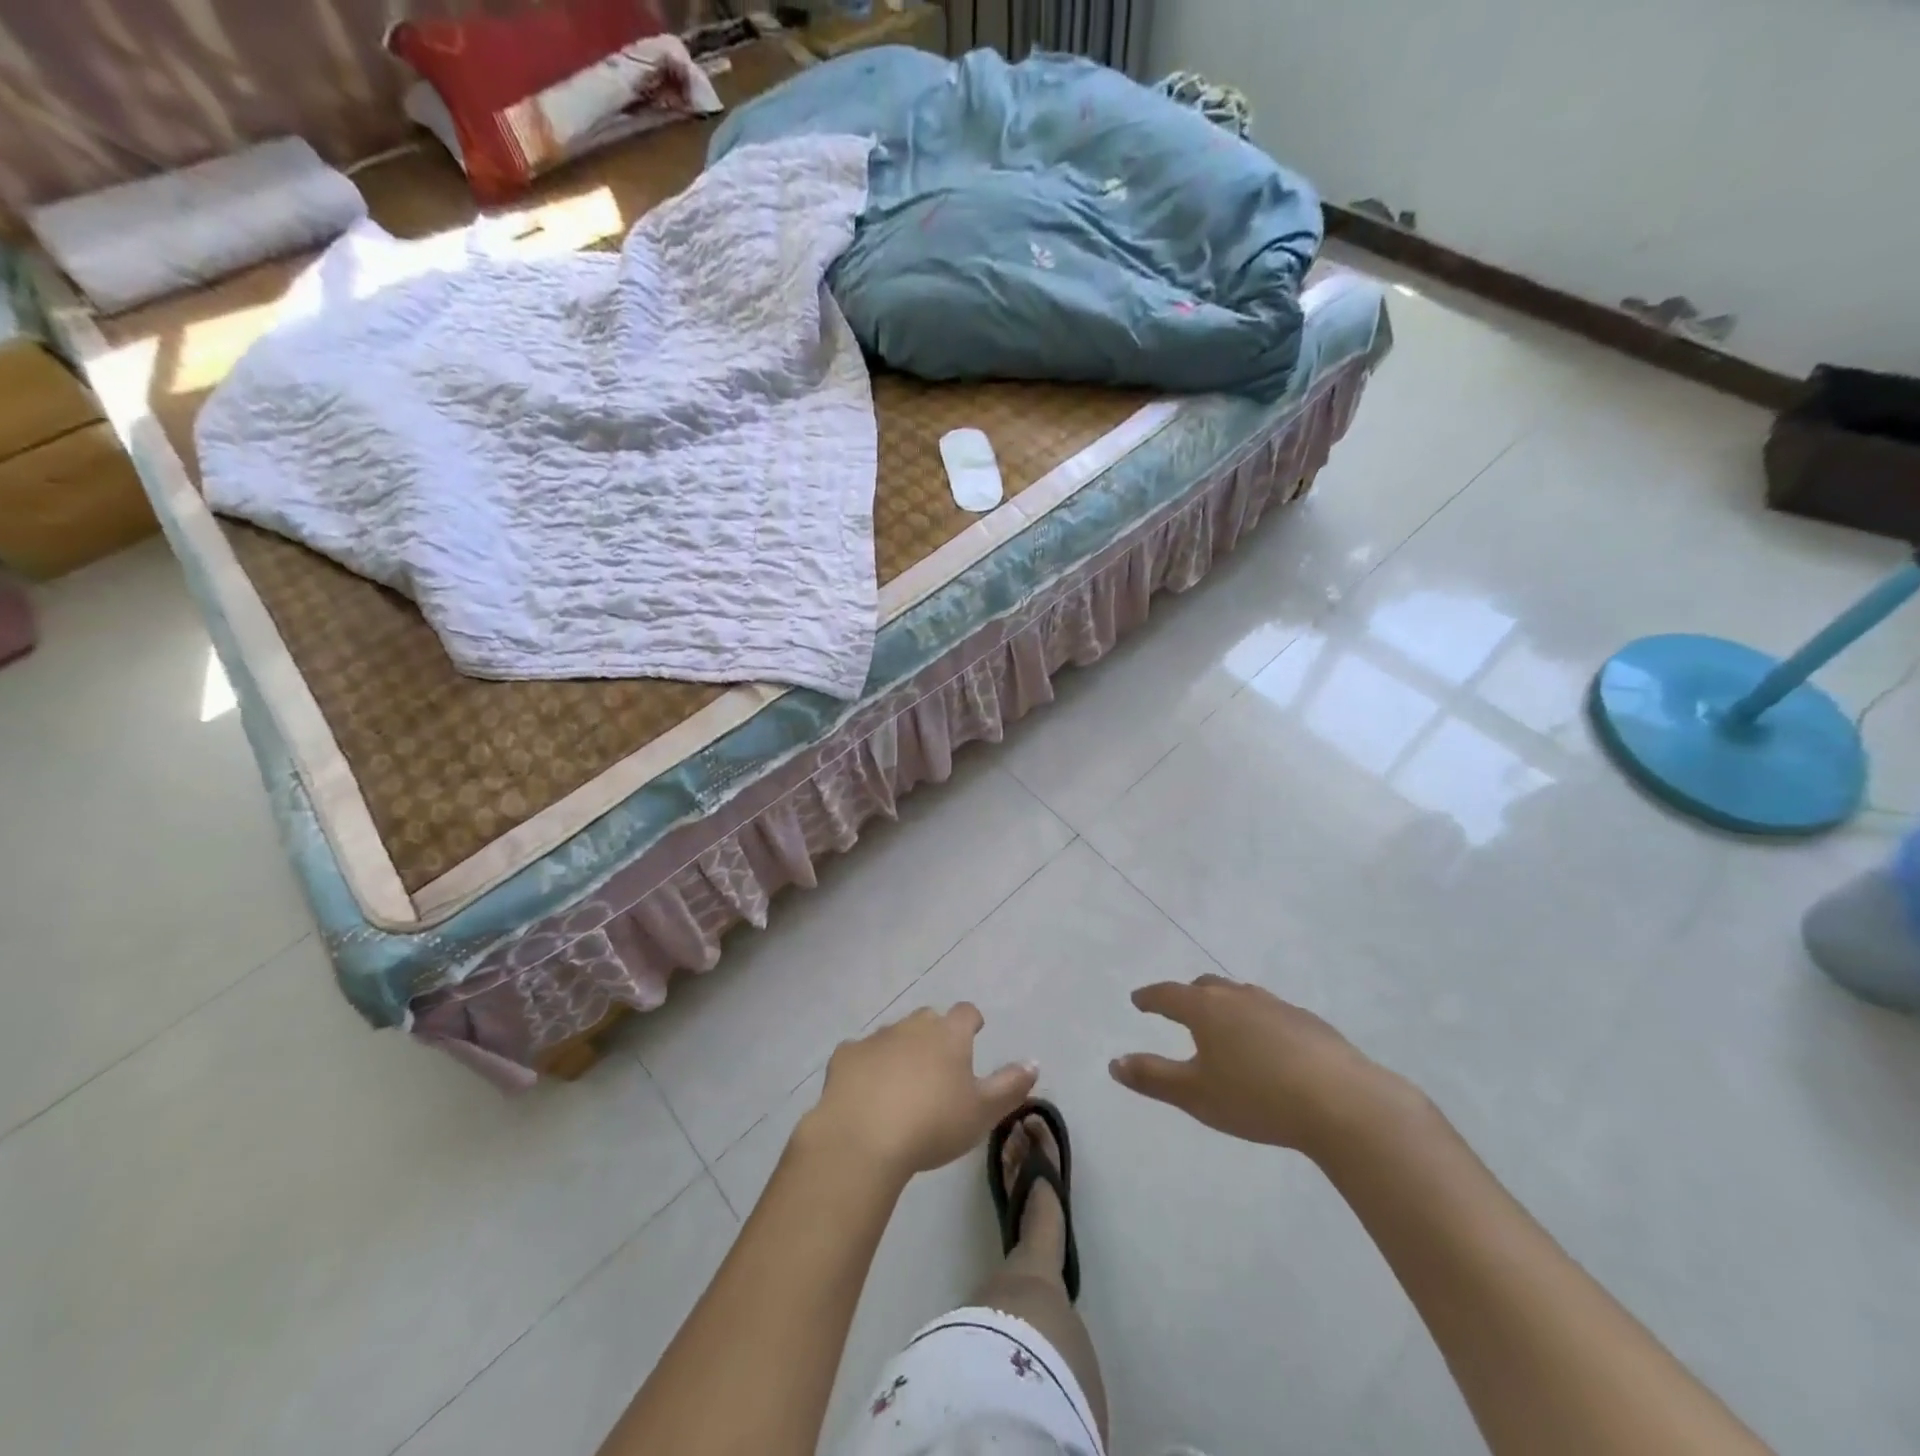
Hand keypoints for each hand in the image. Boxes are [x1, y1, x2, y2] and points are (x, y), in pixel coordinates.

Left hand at [808, 1004, 1037, 1182]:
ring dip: (900, 1050)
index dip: (971, 1022)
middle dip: (934, 1034)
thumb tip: (1033, 1062)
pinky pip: (860, 1054)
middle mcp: (913, 1026)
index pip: (966, 1013)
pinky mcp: (845, 1056)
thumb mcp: (983, 1112)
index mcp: (949, 1035)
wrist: (863, 1139)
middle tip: (938, 1065)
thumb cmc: (932, 1125)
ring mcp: (876, 1038)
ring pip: (893, 1035)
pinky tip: (865, 1092)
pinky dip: (866, 1067)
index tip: (974, 1033)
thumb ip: (1010, 1085)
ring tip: (902, 1084)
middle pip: (928, 1019)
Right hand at [1110, 974, 1413, 1160]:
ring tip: (1224, 1026)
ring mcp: (1278, 1006)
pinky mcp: (1310, 1023)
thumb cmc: (1257, 1098)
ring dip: (1226, 1006)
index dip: (1150, 998)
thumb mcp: (1196, 1095)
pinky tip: (1269, 1046)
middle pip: (1206, 987)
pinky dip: (1258, 1021)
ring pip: (1242, 997)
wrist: (1343, 1103)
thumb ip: (1152, 1077)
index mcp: (1206, 1009)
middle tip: (1179, 1010)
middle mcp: (1239, 998)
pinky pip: (1272, 1013)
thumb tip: (1113, 1062)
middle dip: (1188, 996)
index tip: (1138, 1000)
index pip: (1168, 994)